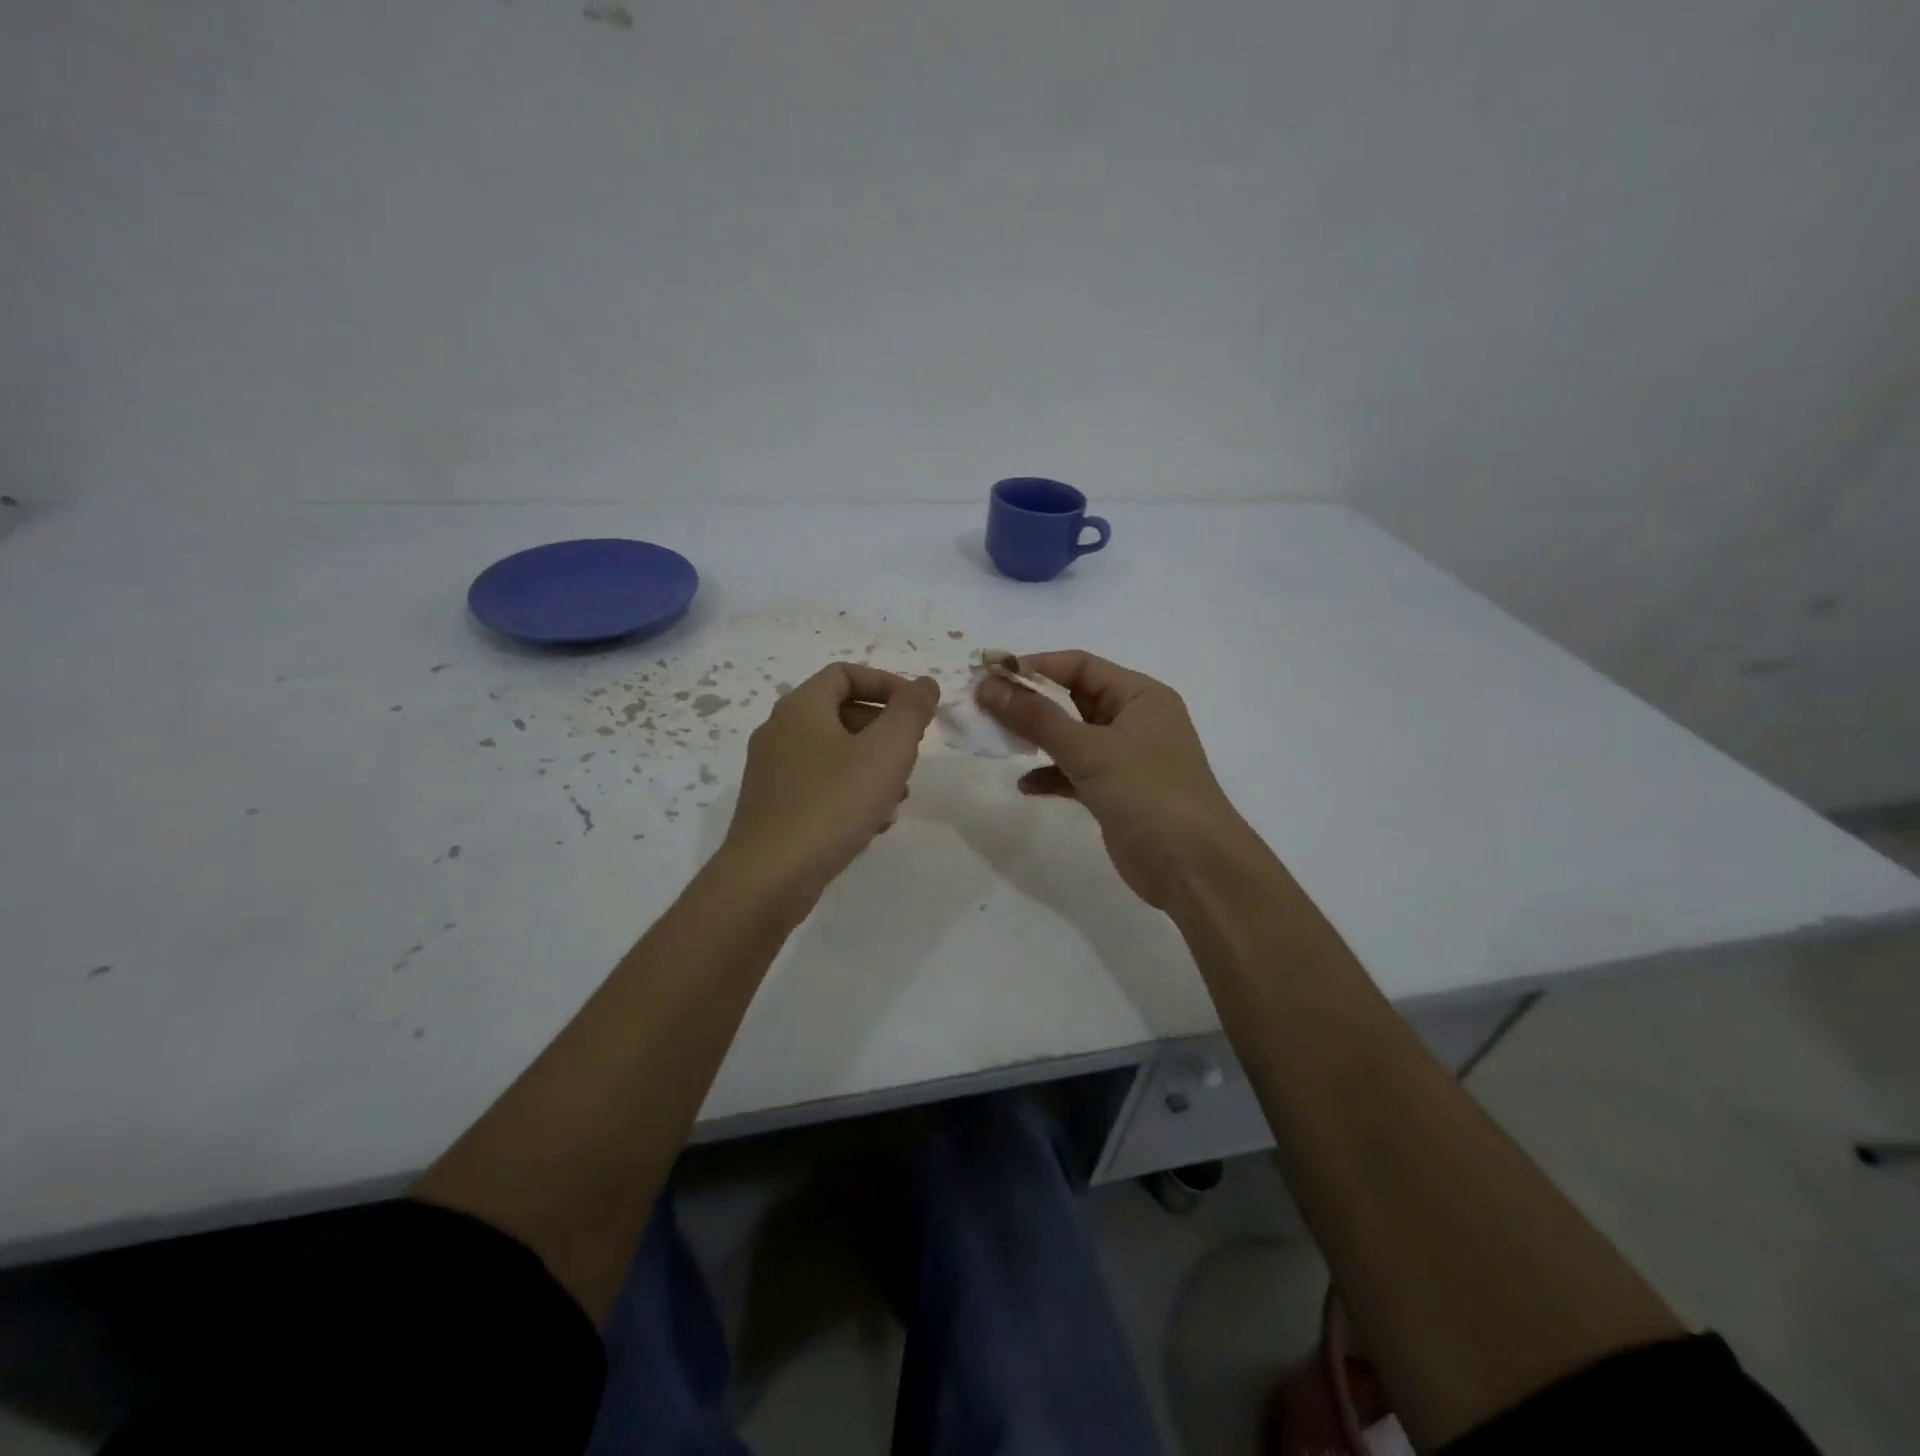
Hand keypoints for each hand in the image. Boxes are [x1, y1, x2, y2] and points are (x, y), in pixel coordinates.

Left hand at [723, 663, 939, 905]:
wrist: (770, 877)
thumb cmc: (833, 804)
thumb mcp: (887, 751)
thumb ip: (911, 711)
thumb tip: (925, 683)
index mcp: (801, 707)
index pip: (845, 674)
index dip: (887, 684)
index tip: (917, 710)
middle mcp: (780, 732)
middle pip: (841, 713)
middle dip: (884, 731)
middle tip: (911, 756)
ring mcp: (772, 772)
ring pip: (834, 754)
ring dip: (871, 767)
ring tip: (898, 797)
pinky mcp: (773, 807)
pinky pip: (820, 786)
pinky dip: (850, 793)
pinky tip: (872, 824)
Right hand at [976, 651, 1251, 907]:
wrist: (1192, 867)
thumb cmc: (1147, 792)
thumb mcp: (1089, 749)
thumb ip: (1036, 718)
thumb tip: (988, 685)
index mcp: (1139, 696)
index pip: (1080, 666)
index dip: (1035, 667)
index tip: (989, 675)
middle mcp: (1134, 720)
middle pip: (1073, 699)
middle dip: (1030, 702)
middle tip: (983, 707)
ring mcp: (1125, 758)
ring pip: (1071, 737)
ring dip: (1036, 738)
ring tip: (995, 741)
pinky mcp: (1115, 793)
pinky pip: (1075, 772)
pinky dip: (1051, 775)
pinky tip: (1025, 785)